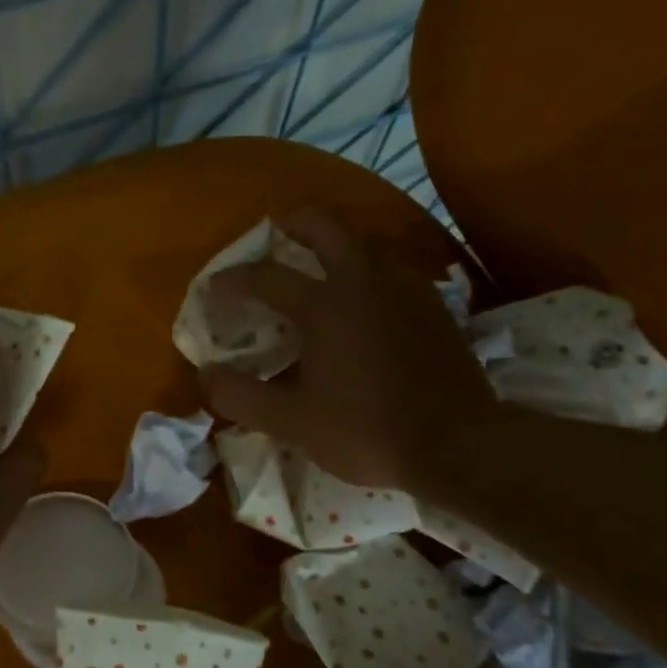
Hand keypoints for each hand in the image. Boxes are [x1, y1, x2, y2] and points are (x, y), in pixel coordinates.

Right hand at [198, 208, 498, 498]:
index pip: (265, 276)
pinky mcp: (433, 306)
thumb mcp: (290, 422)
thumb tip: (206, 375)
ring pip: (364, 242)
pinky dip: (365, 269)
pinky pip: (390, 269)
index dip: (232, 280)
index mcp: (324, 305)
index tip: (213, 289)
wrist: (460, 445)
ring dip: (334, 244)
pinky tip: (362, 301)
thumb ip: (240, 396)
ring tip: (315, 267)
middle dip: (293, 222)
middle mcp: (364, 282)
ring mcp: (404, 289)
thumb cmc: (366, 430)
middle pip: (325, 225)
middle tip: (273, 232)